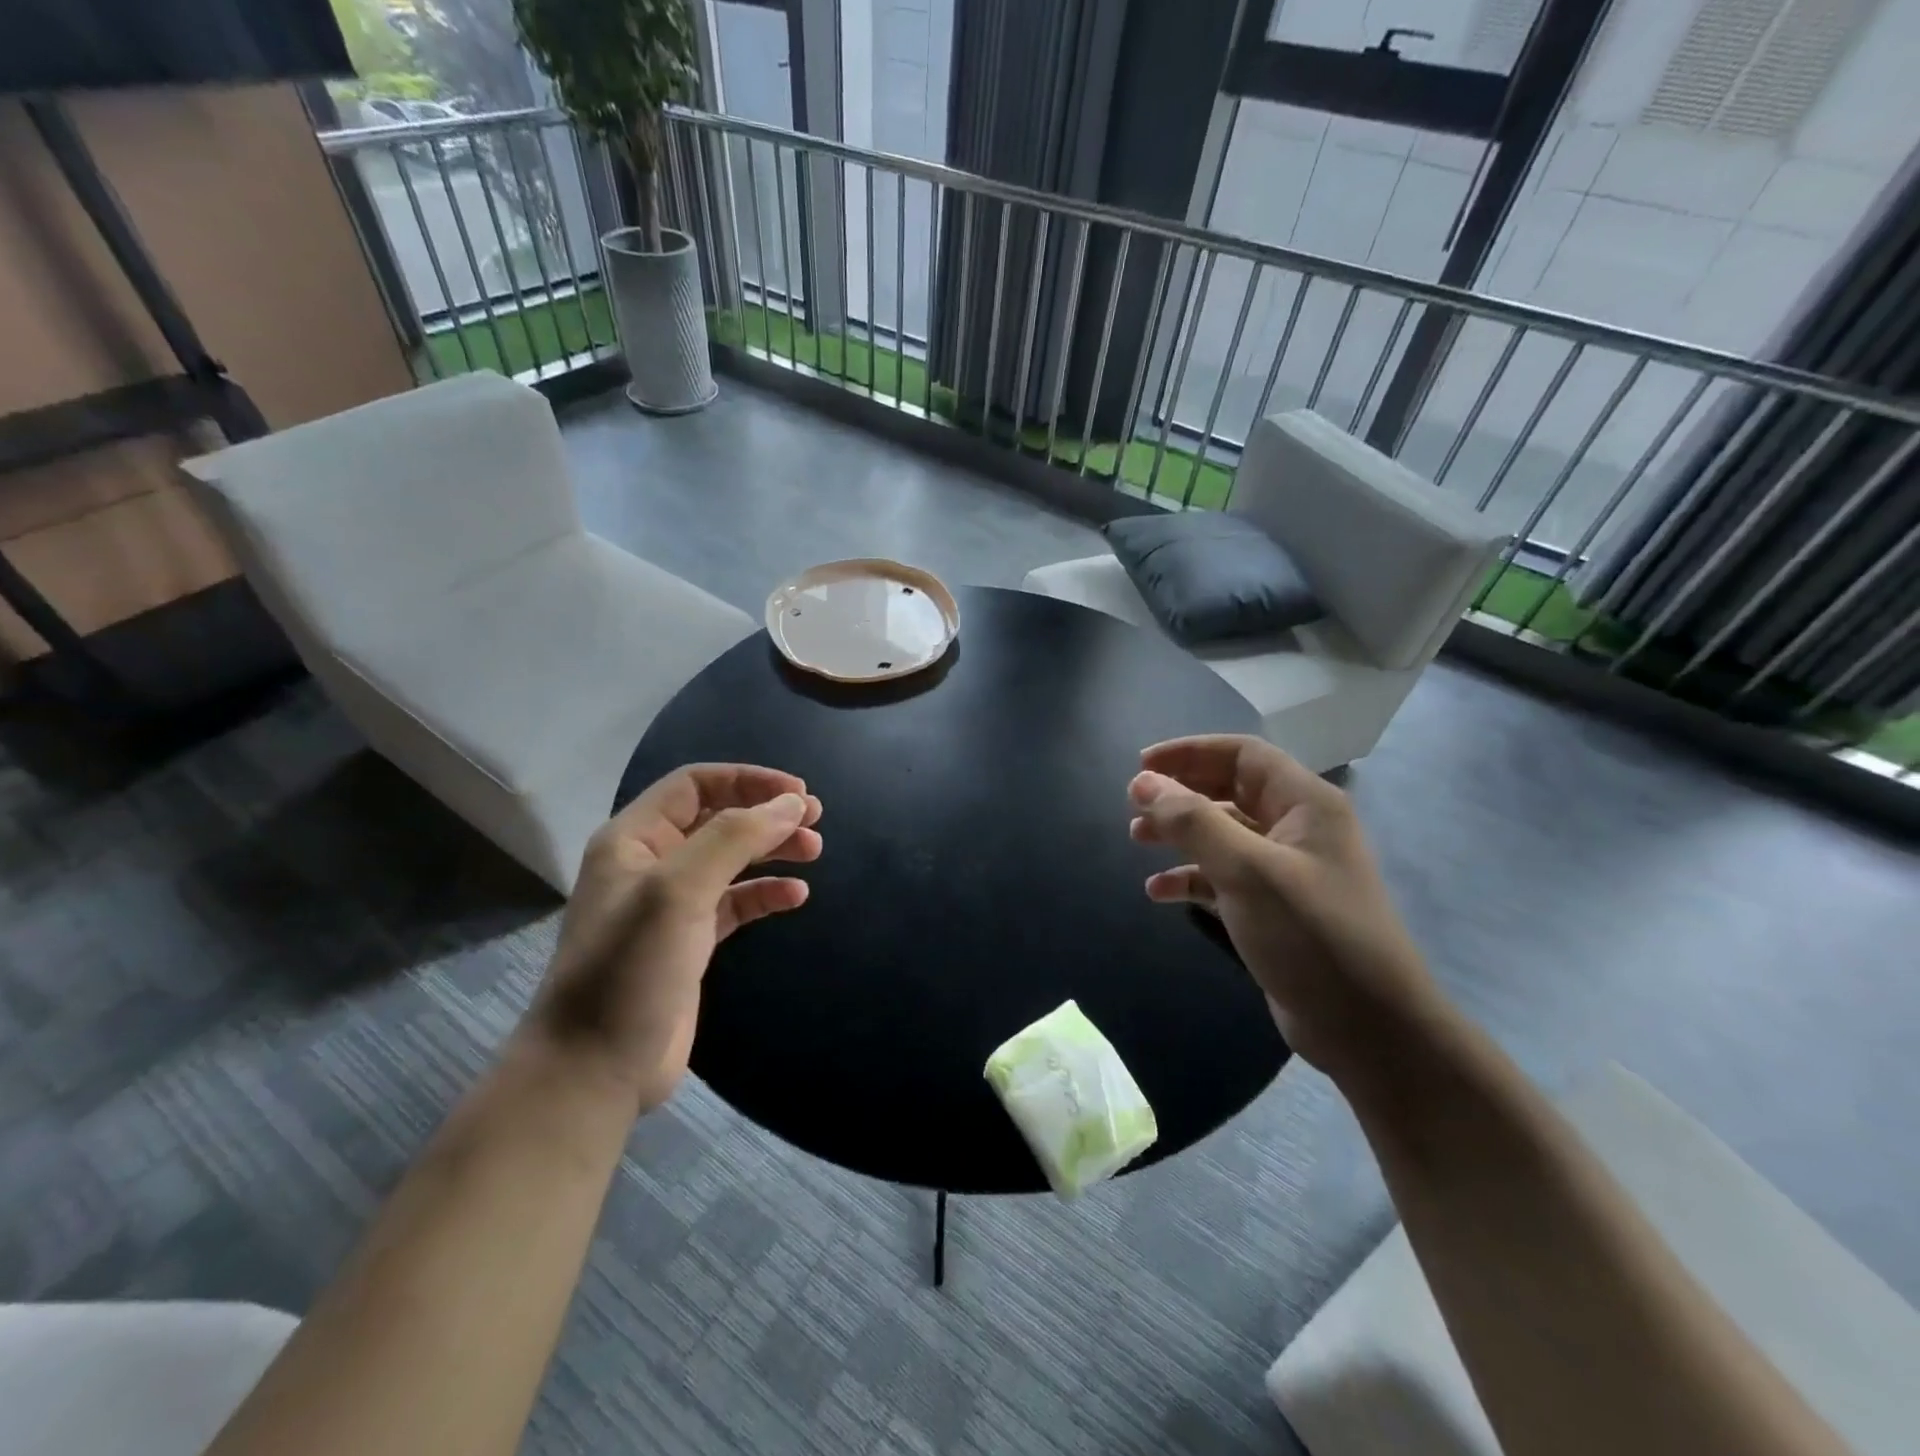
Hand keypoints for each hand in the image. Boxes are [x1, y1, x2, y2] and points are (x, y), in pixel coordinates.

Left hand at [524, 764, 822, 1113]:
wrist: (593, 1069)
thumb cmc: (630, 968)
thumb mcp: (679, 890)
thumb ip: (735, 838)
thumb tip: (791, 804)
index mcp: (634, 839)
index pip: (695, 784)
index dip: (748, 780)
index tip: (797, 793)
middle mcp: (651, 864)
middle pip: (718, 818)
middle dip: (766, 814)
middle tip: (815, 820)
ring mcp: (671, 905)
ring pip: (730, 860)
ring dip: (772, 850)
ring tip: (814, 853)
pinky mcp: (689, 943)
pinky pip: (735, 903)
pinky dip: (765, 894)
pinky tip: (795, 898)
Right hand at [1128, 735, 1436, 1078]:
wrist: (1367, 1029)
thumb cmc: (1311, 935)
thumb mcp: (1246, 871)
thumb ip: (1192, 821)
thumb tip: (1142, 782)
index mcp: (1305, 804)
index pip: (1242, 754)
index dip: (1190, 752)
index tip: (1141, 766)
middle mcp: (1298, 829)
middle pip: (1229, 791)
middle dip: (1180, 794)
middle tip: (1134, 807)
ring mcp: (1287, 871)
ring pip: (1223, 835)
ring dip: (1180, 834)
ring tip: (1137, 841)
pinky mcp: (1274, 909)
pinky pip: (1224, 878)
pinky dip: (1191, 878)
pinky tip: (1159, 892)